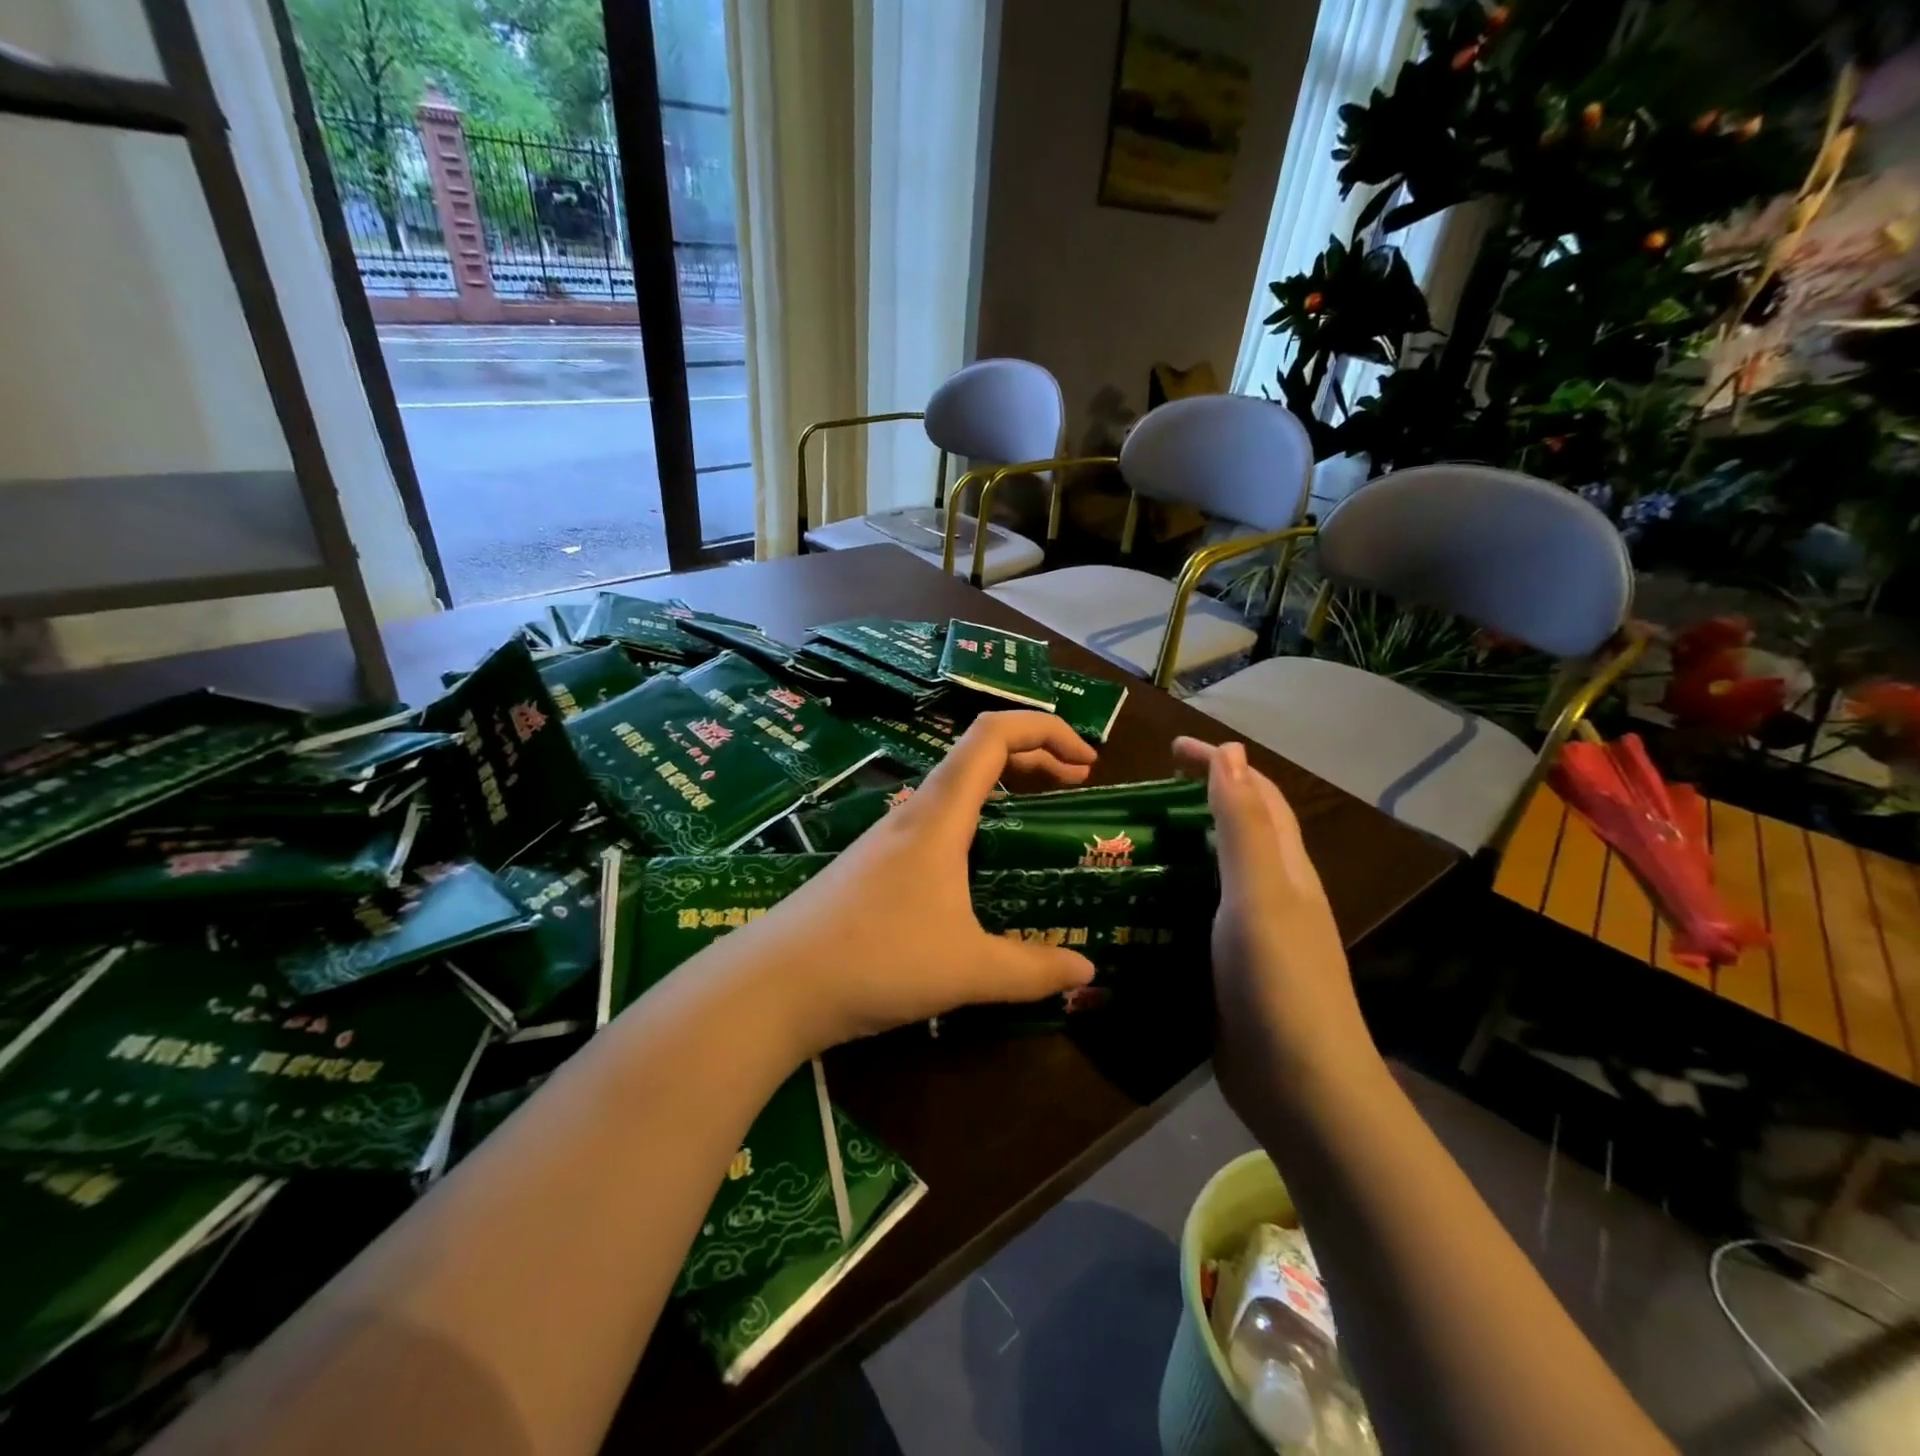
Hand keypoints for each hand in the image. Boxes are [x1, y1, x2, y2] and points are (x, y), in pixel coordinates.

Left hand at [755, 711, 1099, 1055]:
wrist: (774, 984)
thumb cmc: (876, 959)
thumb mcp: (968, 968)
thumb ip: (1033, 969)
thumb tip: (1088, 969)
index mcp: (940, 813)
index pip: (995, 734)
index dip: (1047, 730)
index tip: (1088, 762)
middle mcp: (915, 812)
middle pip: (979, 752)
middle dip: (1035, 756)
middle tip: (1075, 785)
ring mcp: (889, 837)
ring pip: (956, 787)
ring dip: (1003, 787)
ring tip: (1037, 818)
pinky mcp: (874, 865)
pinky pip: (938, 821)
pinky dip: (976, 820)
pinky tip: (982, 865)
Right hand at [1172, 738, 1378, 1114]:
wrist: (1300, 1087)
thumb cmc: (1278, 980)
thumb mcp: (1259, 893)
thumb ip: (1243, 825)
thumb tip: (1232, 752)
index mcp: (1285, 869)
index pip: (1256, 795)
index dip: (1220, 764)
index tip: (1171, 749)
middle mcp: (1274, 894)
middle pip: (1242, 829)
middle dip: (1202, 797)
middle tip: (1146, 793)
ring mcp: (1254, 934)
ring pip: (1219, 871)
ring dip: (1184, 845)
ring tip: (1134, 840)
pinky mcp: (1231, 968)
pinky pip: (1201, 912)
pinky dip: (1175, 892)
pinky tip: (1143, 902)